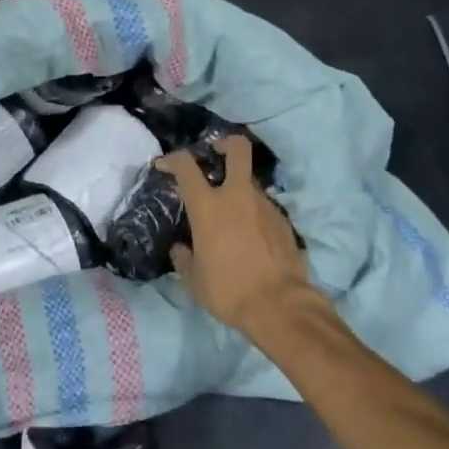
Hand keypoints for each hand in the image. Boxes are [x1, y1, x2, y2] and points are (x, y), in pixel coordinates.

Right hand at [158, 134, 313, 335]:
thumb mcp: (193, 278)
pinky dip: (252, 213)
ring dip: (237, 188)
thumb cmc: (228, 290)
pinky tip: (248, 236)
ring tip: (229, 213)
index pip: (186, 166)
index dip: (173, 159)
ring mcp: (264, 206)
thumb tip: (181, 249)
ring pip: (249, 181)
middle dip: (225, 143)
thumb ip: (184, 257)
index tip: (165, 165)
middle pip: (237, 149)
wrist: (280, 306)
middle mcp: (237, 196)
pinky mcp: (283, 221)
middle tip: (214, 152)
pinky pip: (262, 207)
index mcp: (208, 206)